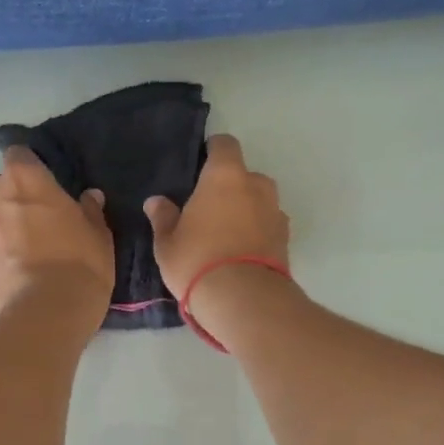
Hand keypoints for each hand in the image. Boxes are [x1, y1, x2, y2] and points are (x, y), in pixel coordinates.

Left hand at [0, 147, 114, 317]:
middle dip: (15, 196)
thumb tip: (89, 196)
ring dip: (4, 225)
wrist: (47, 313)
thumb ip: (90, 210)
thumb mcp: (98, 233)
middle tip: (40, 218)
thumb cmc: (79, 262)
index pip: (18, 154)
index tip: (46, 182)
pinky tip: (20, 271)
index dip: (31, 166)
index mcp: (24, 180)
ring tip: (29, 249)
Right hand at [144, 134, 290, 305]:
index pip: (225, 144)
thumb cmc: (197, 261)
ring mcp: (276, 212)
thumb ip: (163, 217)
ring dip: (247, 210)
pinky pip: (268, 225)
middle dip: (230, 187)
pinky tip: (242, 252)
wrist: (244, 299)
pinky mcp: (286, 239)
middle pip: (244, 175)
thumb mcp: (168, 242)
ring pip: (260, 201)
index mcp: (225, 176)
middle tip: (209, 209)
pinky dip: (258, 232)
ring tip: (227, 234)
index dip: (213, 150)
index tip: (200, 164)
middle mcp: (256, 186)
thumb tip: (156, 201)